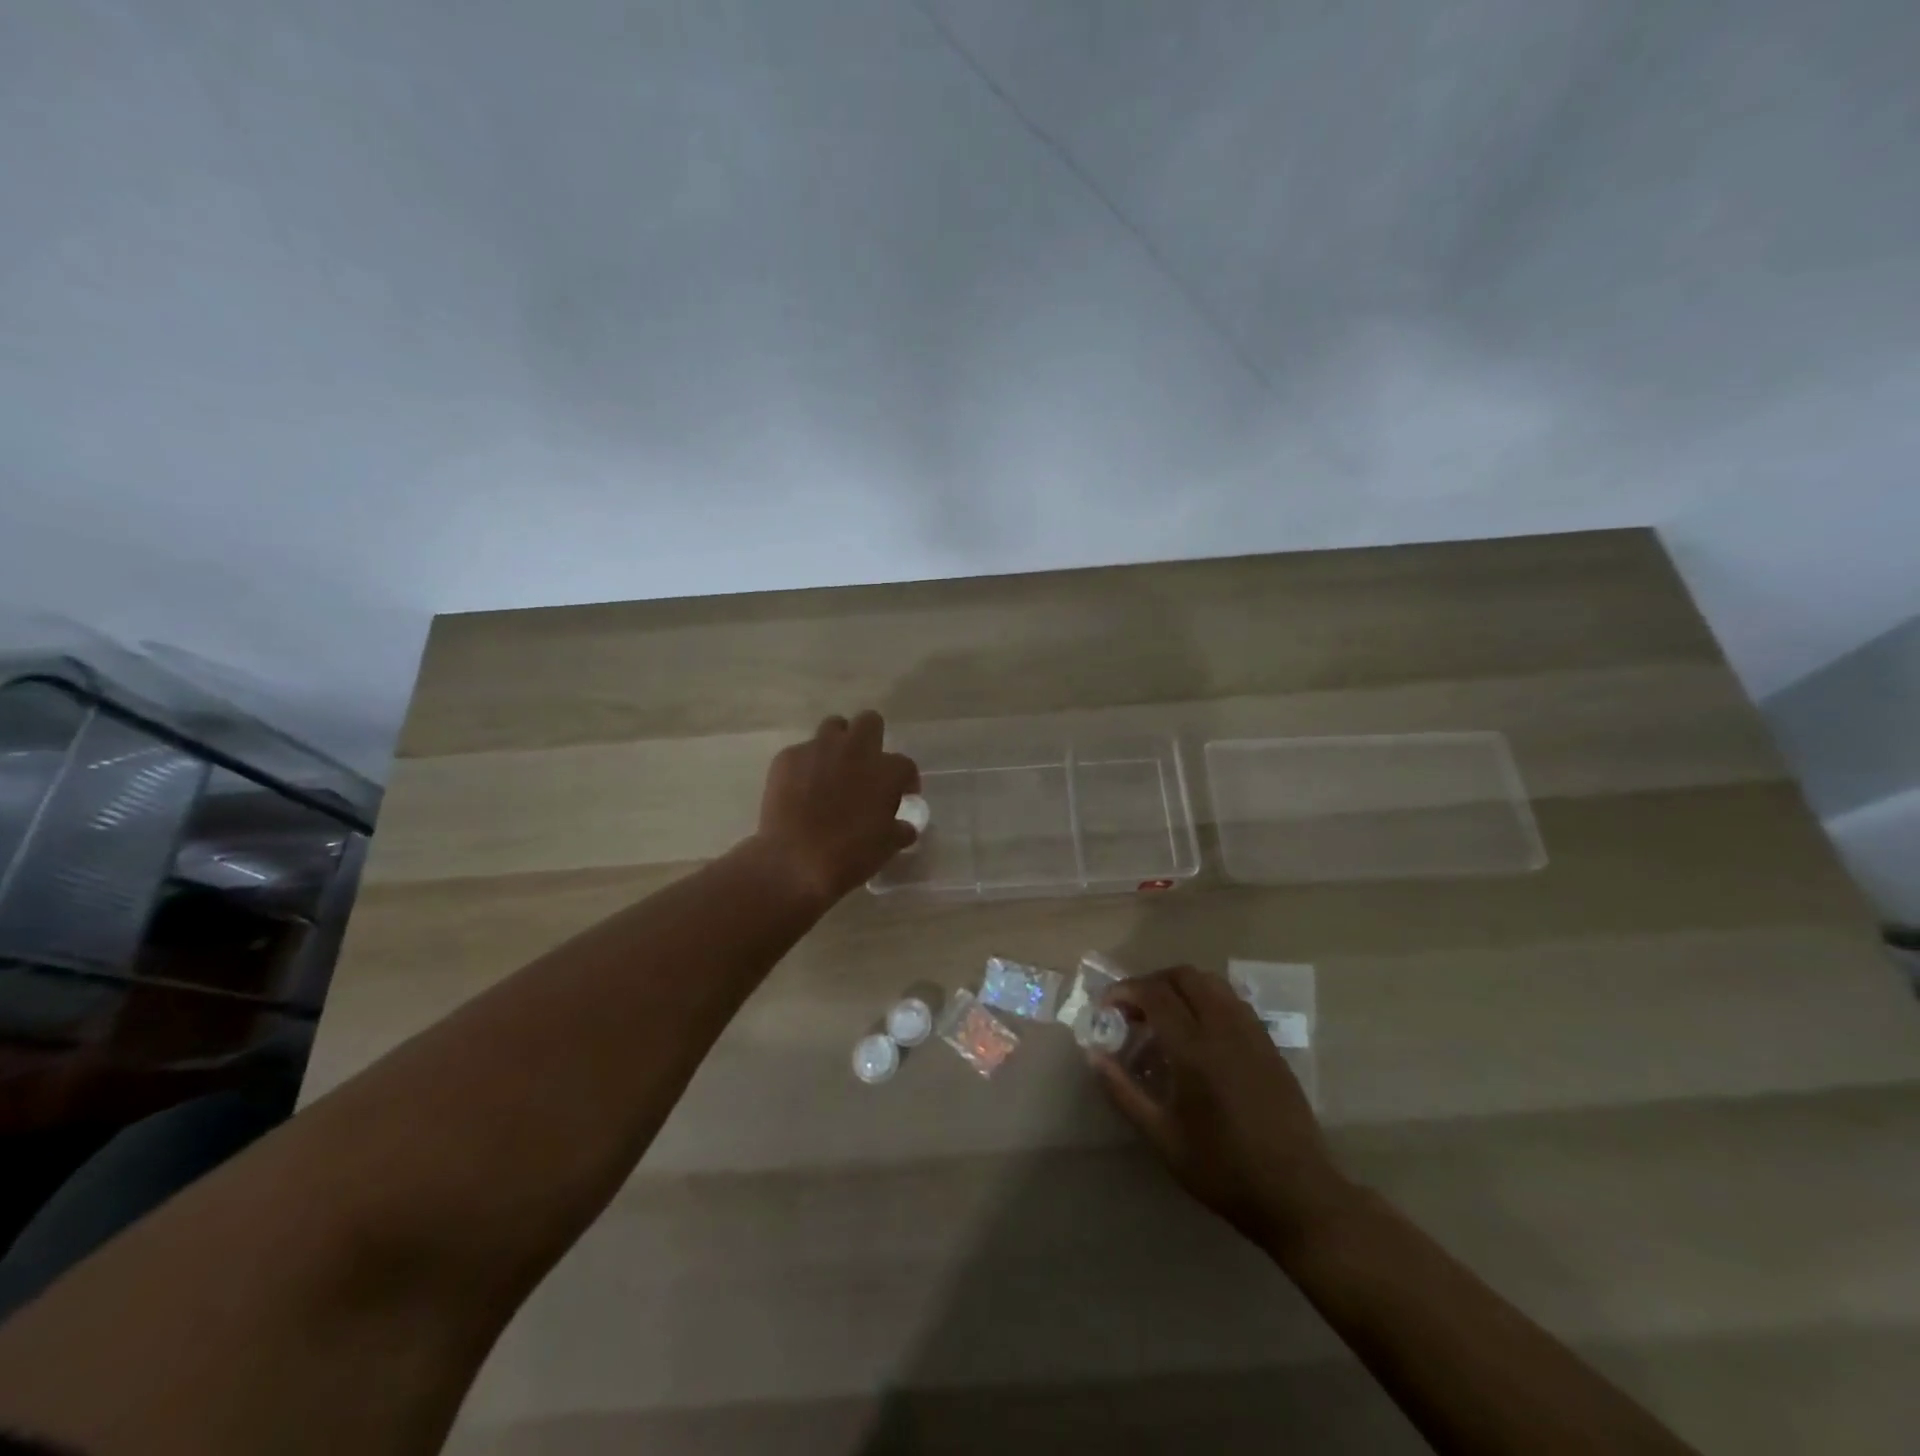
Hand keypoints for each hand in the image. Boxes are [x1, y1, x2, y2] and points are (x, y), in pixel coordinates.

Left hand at [754, 711, 919, 903]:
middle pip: (869, 722)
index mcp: (885, 770)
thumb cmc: (849, 856)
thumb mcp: (886, 847)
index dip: (905, 781)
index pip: (905, 765)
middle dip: (871, 739)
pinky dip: (806, 766)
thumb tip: (904, 826)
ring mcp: (818, 749)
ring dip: (838, 744)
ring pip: (833, 727)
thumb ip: (900, 829)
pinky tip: (801, 789)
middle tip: (866, 768)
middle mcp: (854, 750)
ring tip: (833, 771)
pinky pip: (802, 752)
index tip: (901, 796)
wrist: (794, 861)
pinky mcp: (787, 757)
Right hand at [1094, 966, 1355, 1253]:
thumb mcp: (1162, 1138)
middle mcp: (1224, 1028)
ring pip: (1212, 983)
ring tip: (1163, 1017)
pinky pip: (1232, 1001)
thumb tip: (1093, 1054)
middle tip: (1133, 1010)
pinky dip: (1206, 1000)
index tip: (1106, 1007)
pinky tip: (1198, 1033)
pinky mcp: (1270, 1045)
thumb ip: (1123, 1091)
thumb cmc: (1223, 1170)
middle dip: (1152, 982)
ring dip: (1180, 987)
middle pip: (1184, 976)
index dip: (1124, 991)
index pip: (1154, 993)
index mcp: (1195, 1049)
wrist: (1298, 1195)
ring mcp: (1252, 1033)